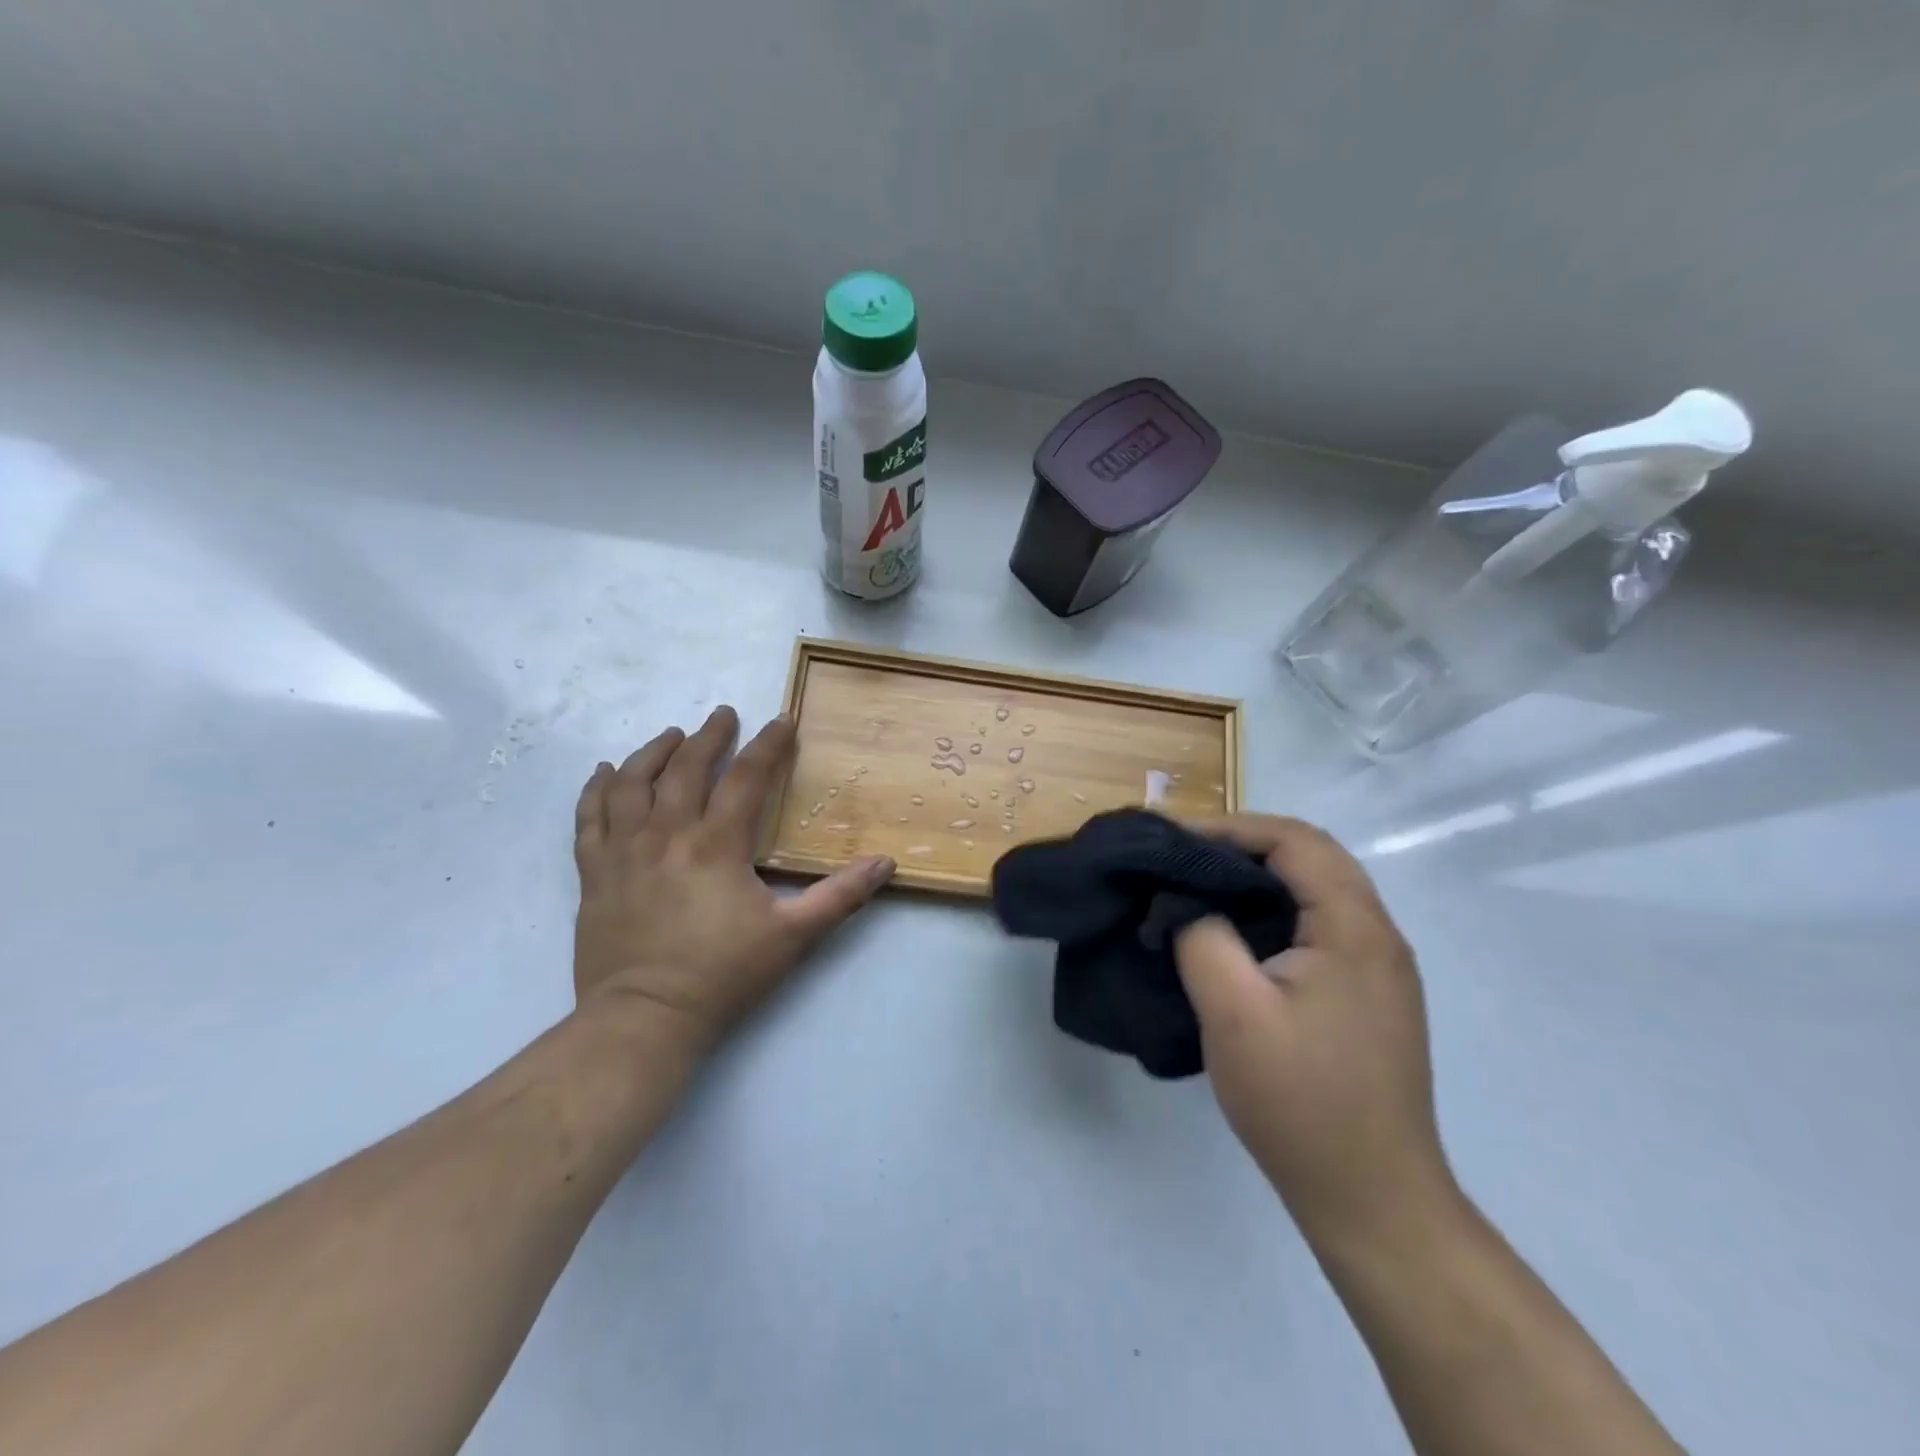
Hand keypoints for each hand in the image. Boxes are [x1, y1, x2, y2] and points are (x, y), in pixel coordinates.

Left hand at [572, 707, 894, 1051]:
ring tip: (671, 735)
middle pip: (687, 769)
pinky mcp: (594, 873)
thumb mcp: (793, 936)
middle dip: (709, 736)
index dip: (768, 745)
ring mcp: (624, 851)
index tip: (782, 721)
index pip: (747, 778)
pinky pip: (589, 817)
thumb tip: (886, 862)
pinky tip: (605, 772)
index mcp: (717, 845)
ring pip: (632, 783)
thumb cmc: (722, 975)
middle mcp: (667, 835)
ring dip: (653, 752)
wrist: (644, 1019)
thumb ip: (840, 896)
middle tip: (723, 715)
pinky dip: (596, 789)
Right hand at [1175, 816, 1455, 1248]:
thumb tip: (1183, 902)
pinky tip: (1233, 934)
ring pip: (1315, 891)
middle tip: (1182, 856)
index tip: (1173, 838)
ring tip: (1199, 886)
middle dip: (1242, 844)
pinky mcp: (1367, 996)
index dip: (1231, 827)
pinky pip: (1318, 926)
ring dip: (1258, 876)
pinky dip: (1272, 910)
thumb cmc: (1301, 1101)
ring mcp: (1378, 969)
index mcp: (1355, 929)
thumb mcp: (1233, 1012)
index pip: (1295, 841)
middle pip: (1311, 857)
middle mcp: (1378, 936)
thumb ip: (1202, 937)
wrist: (1372, 1199)